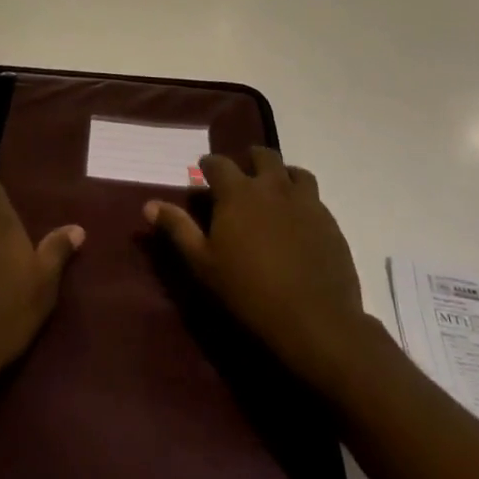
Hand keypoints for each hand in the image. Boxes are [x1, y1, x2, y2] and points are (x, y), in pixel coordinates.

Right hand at [145, 148, 372, 400]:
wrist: (316, 323)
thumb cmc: (249, 293)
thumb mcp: (203, 264)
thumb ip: (177, 229)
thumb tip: (149, 204)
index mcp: (238, 191)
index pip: (218, 163)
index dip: (209, 166)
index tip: (204, 172)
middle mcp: (272, 186)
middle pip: (262, 155)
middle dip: (249, 160)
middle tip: (242, 179)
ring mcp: (305, 202)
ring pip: (294, 172)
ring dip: (282, 175)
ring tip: (275, 193)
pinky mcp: (330, 222)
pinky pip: (315, 199)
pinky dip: (303, 201)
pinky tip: (298, 222)